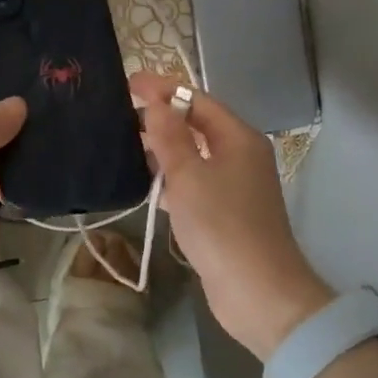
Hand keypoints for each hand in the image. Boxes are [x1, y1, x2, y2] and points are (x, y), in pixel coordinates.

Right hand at [131, 71, 336, 358]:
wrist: (257, 293)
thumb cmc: (222, 225)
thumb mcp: (189, 175)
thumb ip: (169, 135)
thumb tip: (155, 101)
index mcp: (238, 138)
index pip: (197, 100)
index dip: (163, 89)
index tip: (127, 84)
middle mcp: (240, 156)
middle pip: (196, 124)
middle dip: (161, 116)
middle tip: (120, 112)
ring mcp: (233, 185)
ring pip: (193, 154)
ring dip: (163, 147)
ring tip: (124, 142)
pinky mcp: (223, 212)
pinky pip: (193, 181)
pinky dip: (170, 176)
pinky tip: (144, 180)